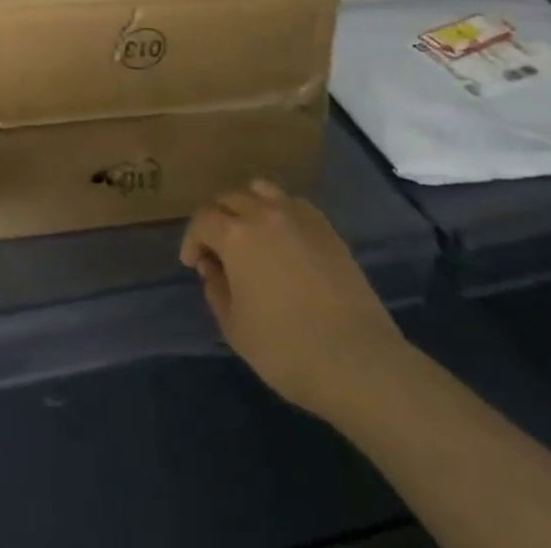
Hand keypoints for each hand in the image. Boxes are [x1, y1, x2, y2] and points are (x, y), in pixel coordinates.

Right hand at [180, 180, 405, 419]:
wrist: (357, 360)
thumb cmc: (287, 349)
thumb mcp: (235, 328)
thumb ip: (216, 289)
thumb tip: (212, 266)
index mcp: (235, 234)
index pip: (202, 220)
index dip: (193, 240)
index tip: (193, 263)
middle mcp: (263, 212)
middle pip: (229, 198)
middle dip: (216, 220)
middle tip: (217, 250)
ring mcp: (297, 214)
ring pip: (260, 190)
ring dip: (246, 206)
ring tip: (249, 233)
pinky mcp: (325, 226)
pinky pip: (291, 202)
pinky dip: (277, 211)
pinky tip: (282, 239)